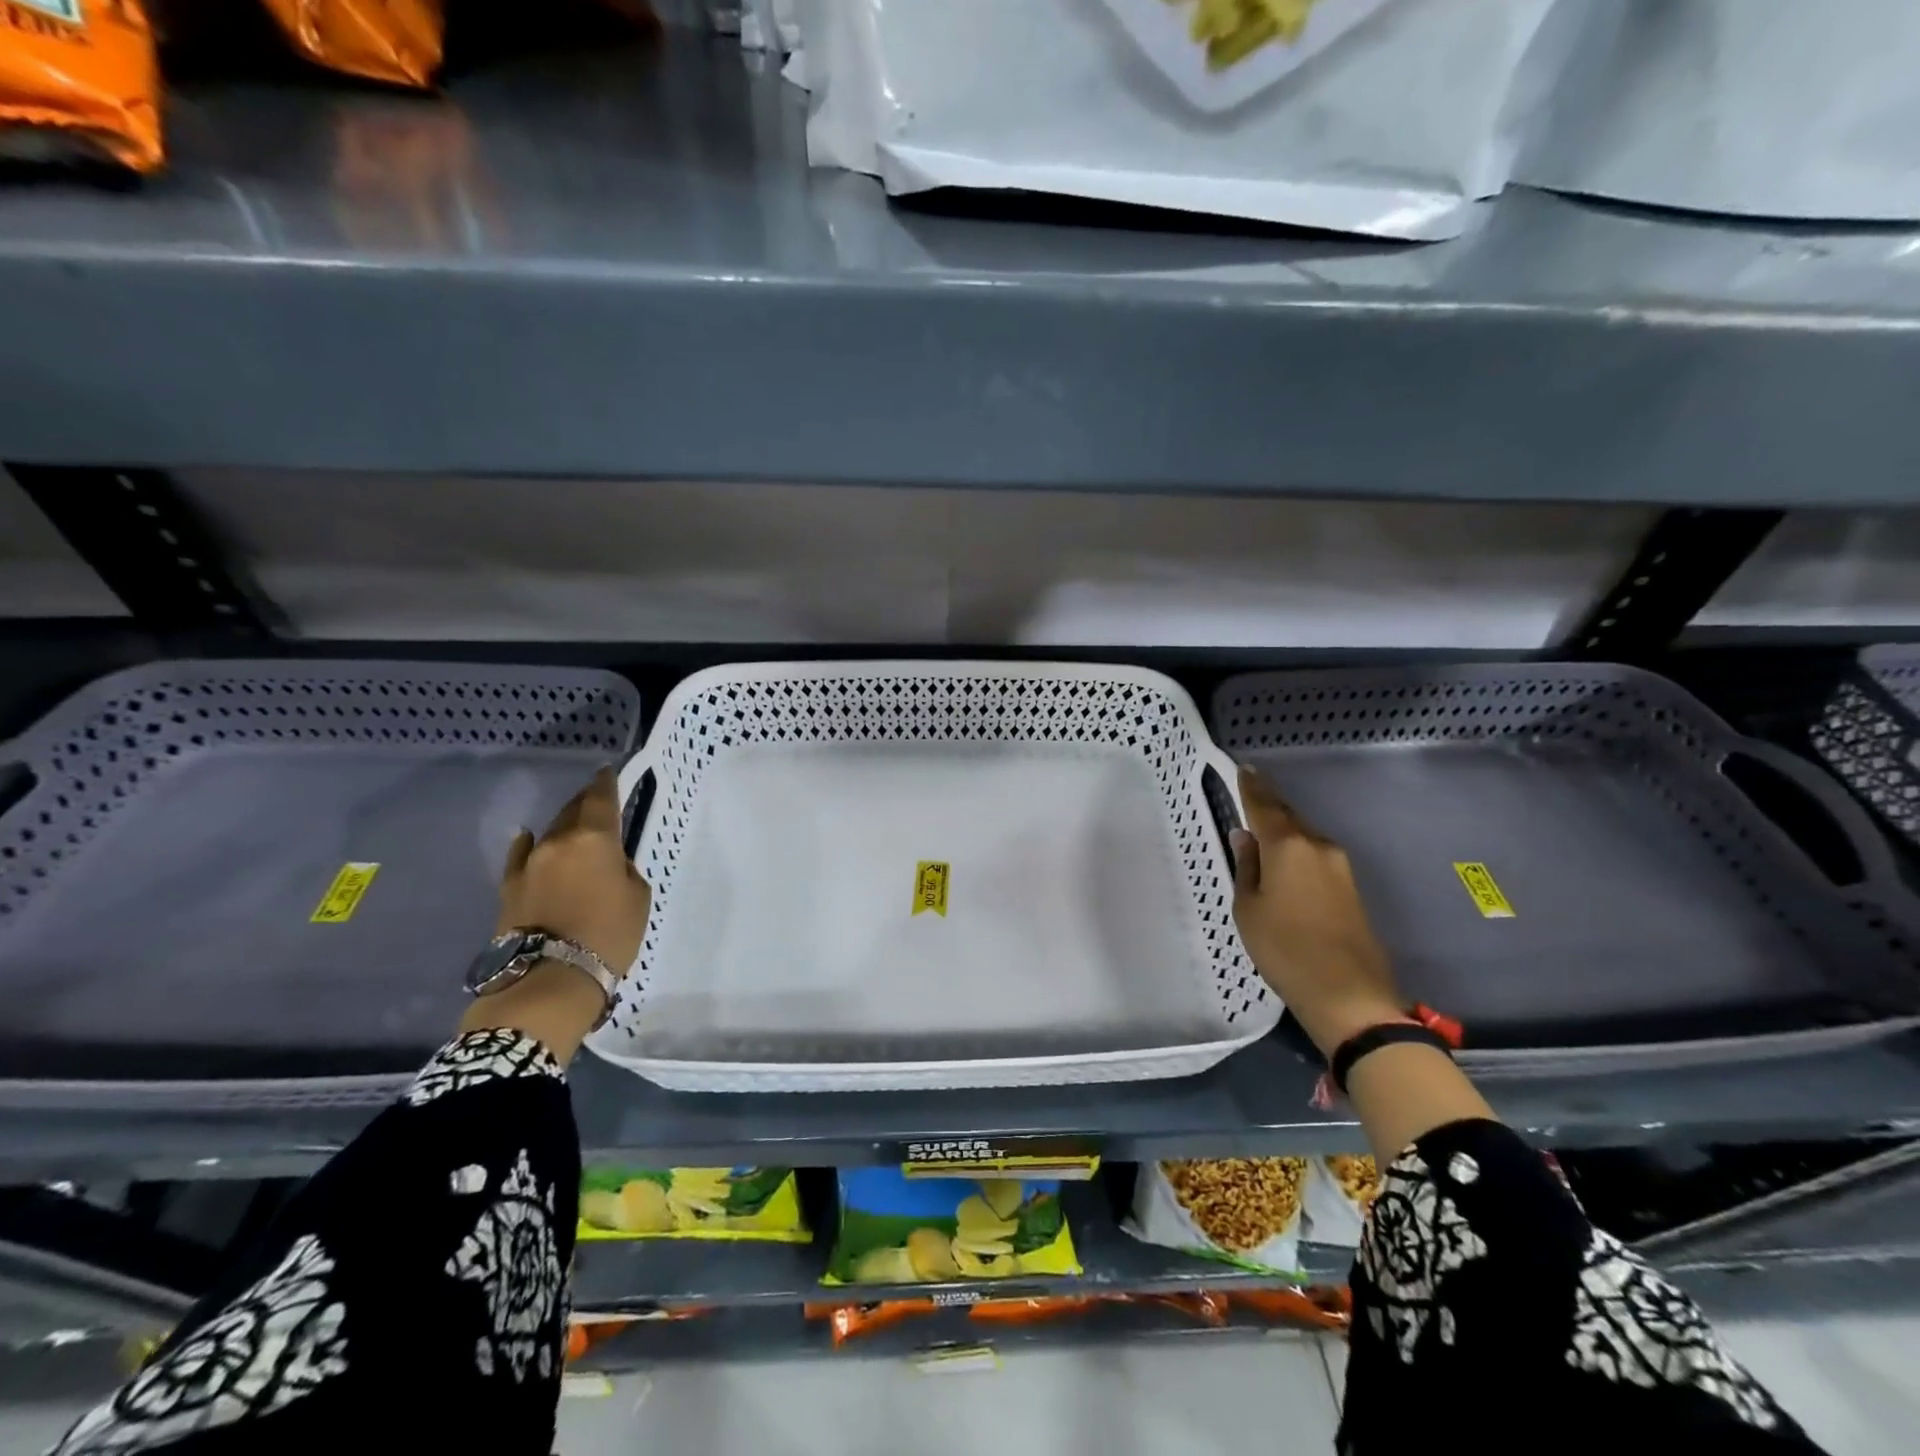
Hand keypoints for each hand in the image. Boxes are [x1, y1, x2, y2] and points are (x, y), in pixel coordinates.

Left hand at [496, 766, 650, 973]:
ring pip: (550, 833)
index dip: (605, 782)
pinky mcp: (509, 887)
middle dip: (585, 803)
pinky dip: (531, 845)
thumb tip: (607, 860)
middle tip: (597, 801)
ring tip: (575, 828)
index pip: (600, 797)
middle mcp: (558, 841)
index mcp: (594, 838)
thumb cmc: (609, 934)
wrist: (550, 979)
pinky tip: (530, 839)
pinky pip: (522, 855)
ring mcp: (528, 863)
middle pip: (572, 810)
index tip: (607, 771)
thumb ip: (623, 867)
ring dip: (564, 827)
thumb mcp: (637, 896)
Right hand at [1229, 764, 1405, 1059]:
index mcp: (1288, 845)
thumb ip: (1246, 867)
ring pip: (1304, 837)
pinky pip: (1316, 856)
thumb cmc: (1285, 949)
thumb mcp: (1249, 909)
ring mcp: (1340, 866)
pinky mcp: (1351, 887)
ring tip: (1261, 835)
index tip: (1243, 768)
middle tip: (1248, 797)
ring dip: (1283, 832)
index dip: (1252, 786)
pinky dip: (1297, 852)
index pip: (1264, 805)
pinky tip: (1284, 864)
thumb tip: (1245, 837)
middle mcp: (1318, 846)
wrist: (1350, 995)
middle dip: (1268, 807)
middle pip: (1288, 817)